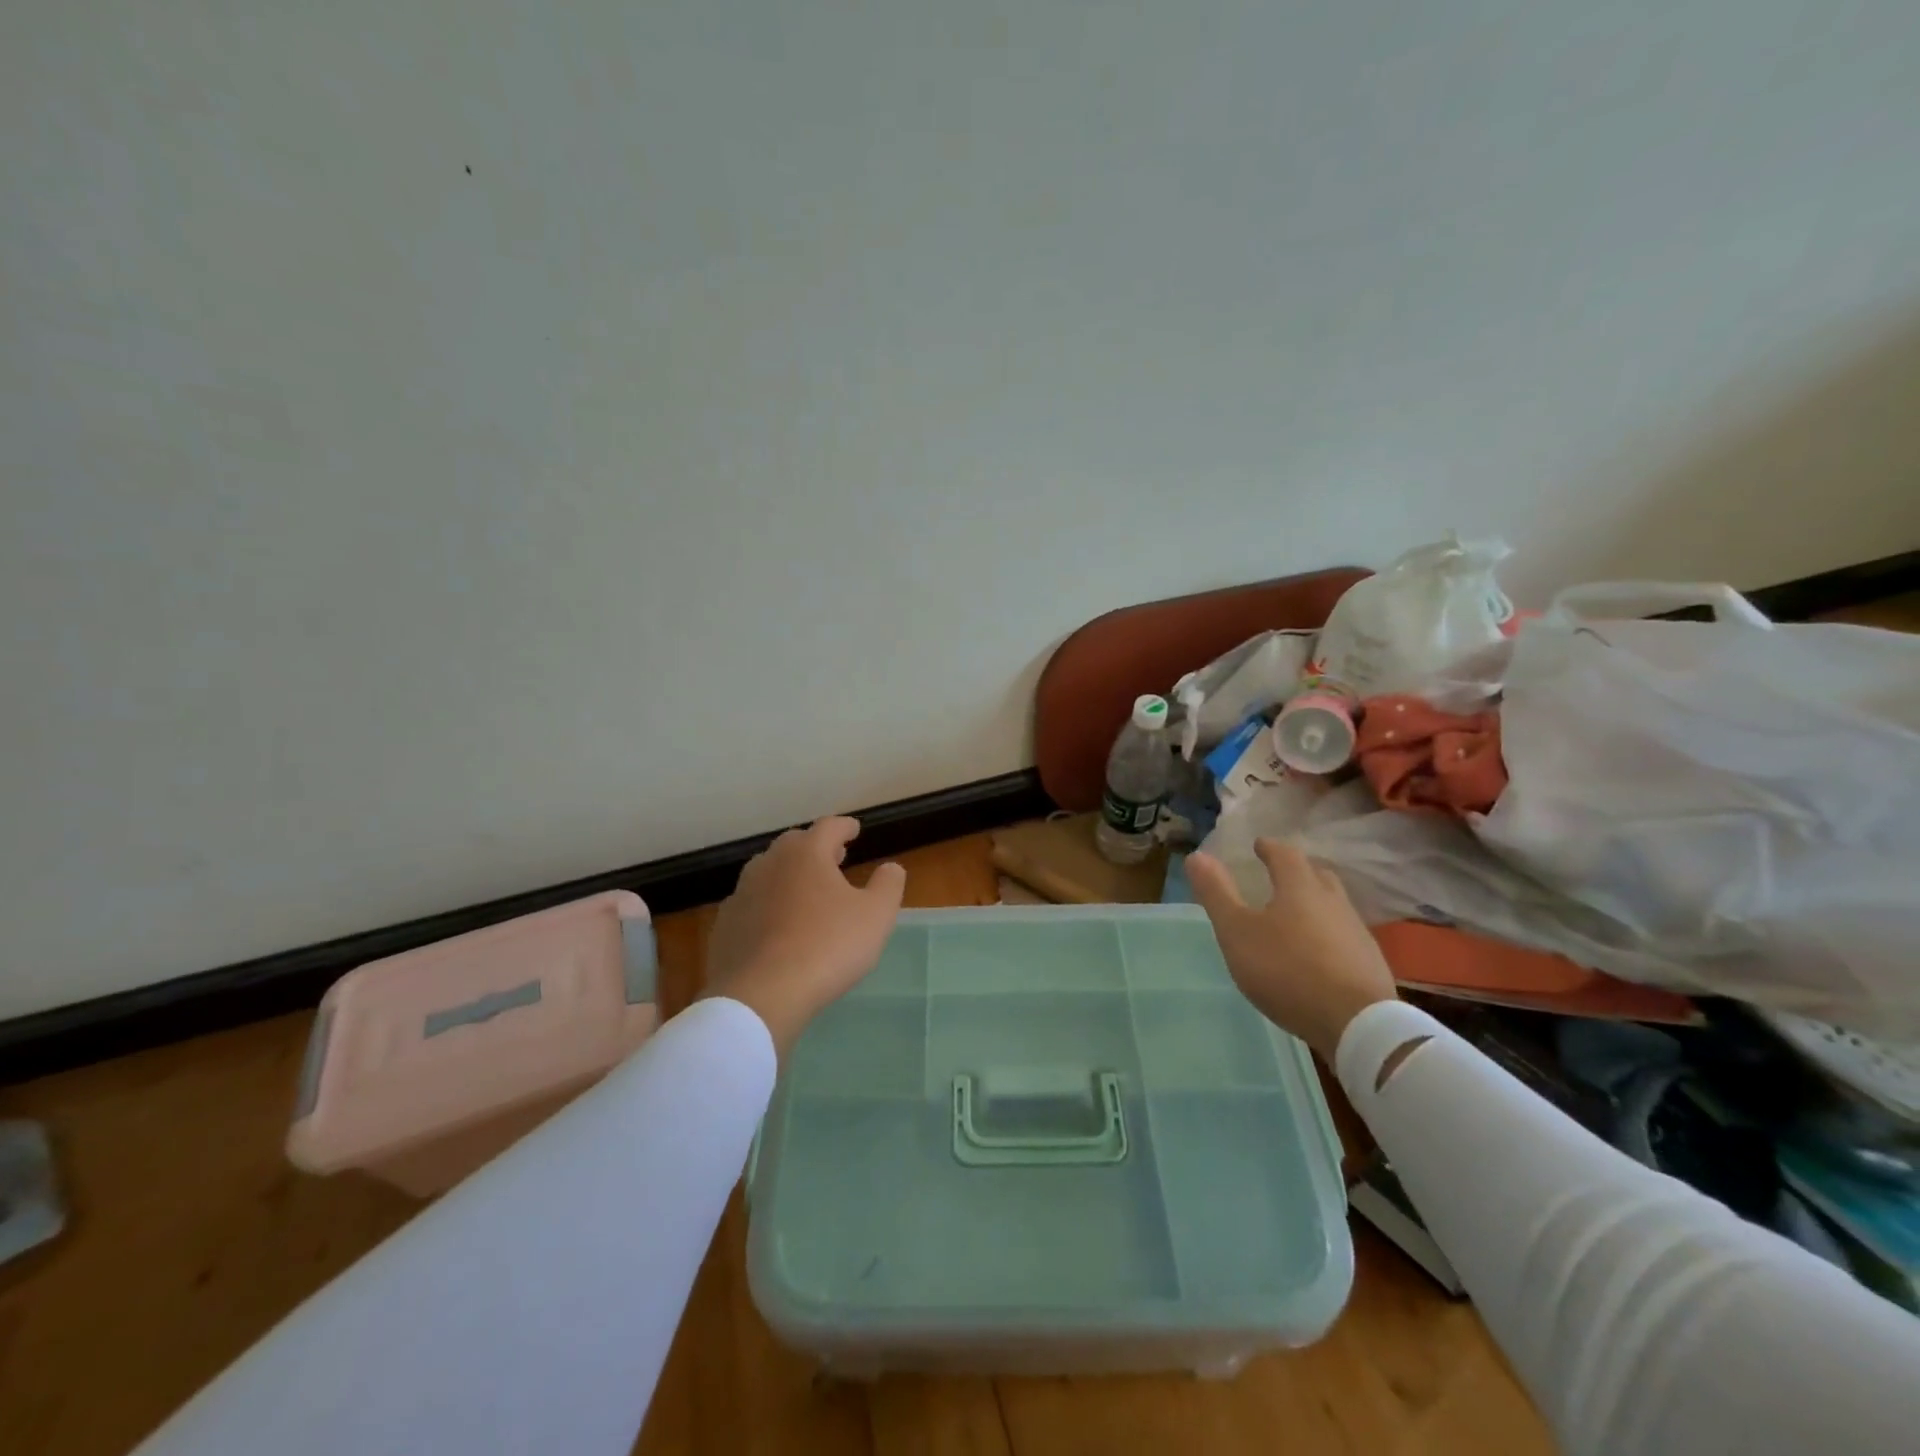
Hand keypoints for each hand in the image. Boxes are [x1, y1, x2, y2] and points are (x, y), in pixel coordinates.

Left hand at [702, 817, 907, 1056]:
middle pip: (795, 845)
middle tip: (834, 858)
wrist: (759, 996)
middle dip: (816, 848)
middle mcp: (770, 863)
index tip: (855, 830)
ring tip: (806, 891)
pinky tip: (777, 926)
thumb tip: (890, 867)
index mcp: (806, 854)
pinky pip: (752, 904)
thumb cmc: (827, 947)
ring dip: (789, 875)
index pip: (829, 827)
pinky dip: (768, 906)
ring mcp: (742, 893)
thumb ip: (888, 885)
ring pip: (769, 872)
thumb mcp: (876, 916)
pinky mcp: (725, 925)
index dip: (845, 827)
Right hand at [1187, 838, 1396, 1059]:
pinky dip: (1328, 934)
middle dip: (1298, 871)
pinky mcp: (1370, 963)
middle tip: (1281, 874)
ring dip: (1316, 903)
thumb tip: (1196, 855)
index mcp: (1300, 888)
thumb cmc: (1287, 969)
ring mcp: (1356, 933)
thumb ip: (1217, 894)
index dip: (1270, 848)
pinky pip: (1345, 935)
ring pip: (1335, 905)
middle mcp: (1333, 902)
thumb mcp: (1237, 932)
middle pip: (1317, 875)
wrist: (1356, 1023)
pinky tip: (1319, 952)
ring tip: (1297, 914)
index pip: (1286, 855)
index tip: (1259, 845)